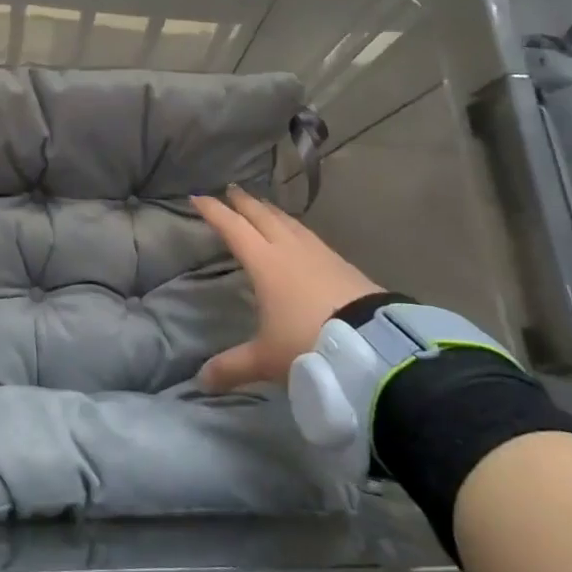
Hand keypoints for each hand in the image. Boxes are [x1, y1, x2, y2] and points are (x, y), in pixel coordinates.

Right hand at [192, 184, 381, 392]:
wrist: (374, 344)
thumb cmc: (310, 343)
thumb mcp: (267, 359)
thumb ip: (233, 367)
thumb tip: (201, 381)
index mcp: (264, 263)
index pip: (233, 228)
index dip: (213, 212)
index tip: (197, 198)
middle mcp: (289, 249)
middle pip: (261, 216)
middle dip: (243, 202)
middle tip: (230, 190)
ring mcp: (318, 253)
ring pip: (288, 222)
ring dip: (271, 211)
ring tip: (262, 206)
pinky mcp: (341, 263)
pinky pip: (309, 235)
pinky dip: (295, 228)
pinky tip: (299, 236)